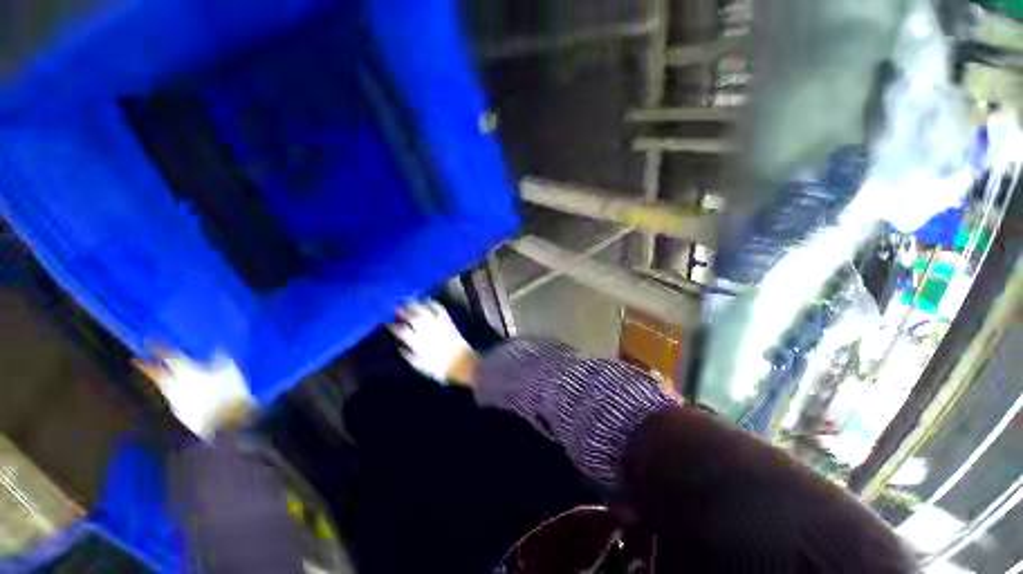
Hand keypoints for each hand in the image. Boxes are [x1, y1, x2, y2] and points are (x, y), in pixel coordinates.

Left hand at [136, 352, 254, 439]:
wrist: (226, 420)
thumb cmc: (229, 390)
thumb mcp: (229, 371)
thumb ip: (220, 361)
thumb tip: (217, 350)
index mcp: (186, 371)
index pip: (168, 356)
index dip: (158, 347)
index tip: (149, 339)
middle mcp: (174, 385)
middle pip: (156, 373)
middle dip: (146, 366)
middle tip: (135, 360)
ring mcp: (175, 400)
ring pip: (163, 387)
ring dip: (159, 380)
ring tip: (159, 376)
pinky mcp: (180, 413)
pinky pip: (173, 399)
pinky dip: (173, 393)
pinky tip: (179, 393)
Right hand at [390, 301, 476, 385]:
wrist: (463, 363)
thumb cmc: (440, 369)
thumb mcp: (420, 367)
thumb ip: (408, 355)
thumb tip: (399, 345)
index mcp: (418, 343)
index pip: (402, 330)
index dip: (392, 325)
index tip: (385, 322)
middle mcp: (428, 331)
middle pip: (413, 316)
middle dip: (403, 310)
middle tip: (396, 307)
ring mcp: (439, 324)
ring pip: (425, 310)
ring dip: (416, 304)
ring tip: (408, 301)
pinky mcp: (448, 321)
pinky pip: (439, 309)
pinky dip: (432, 303)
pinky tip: (427, 300)